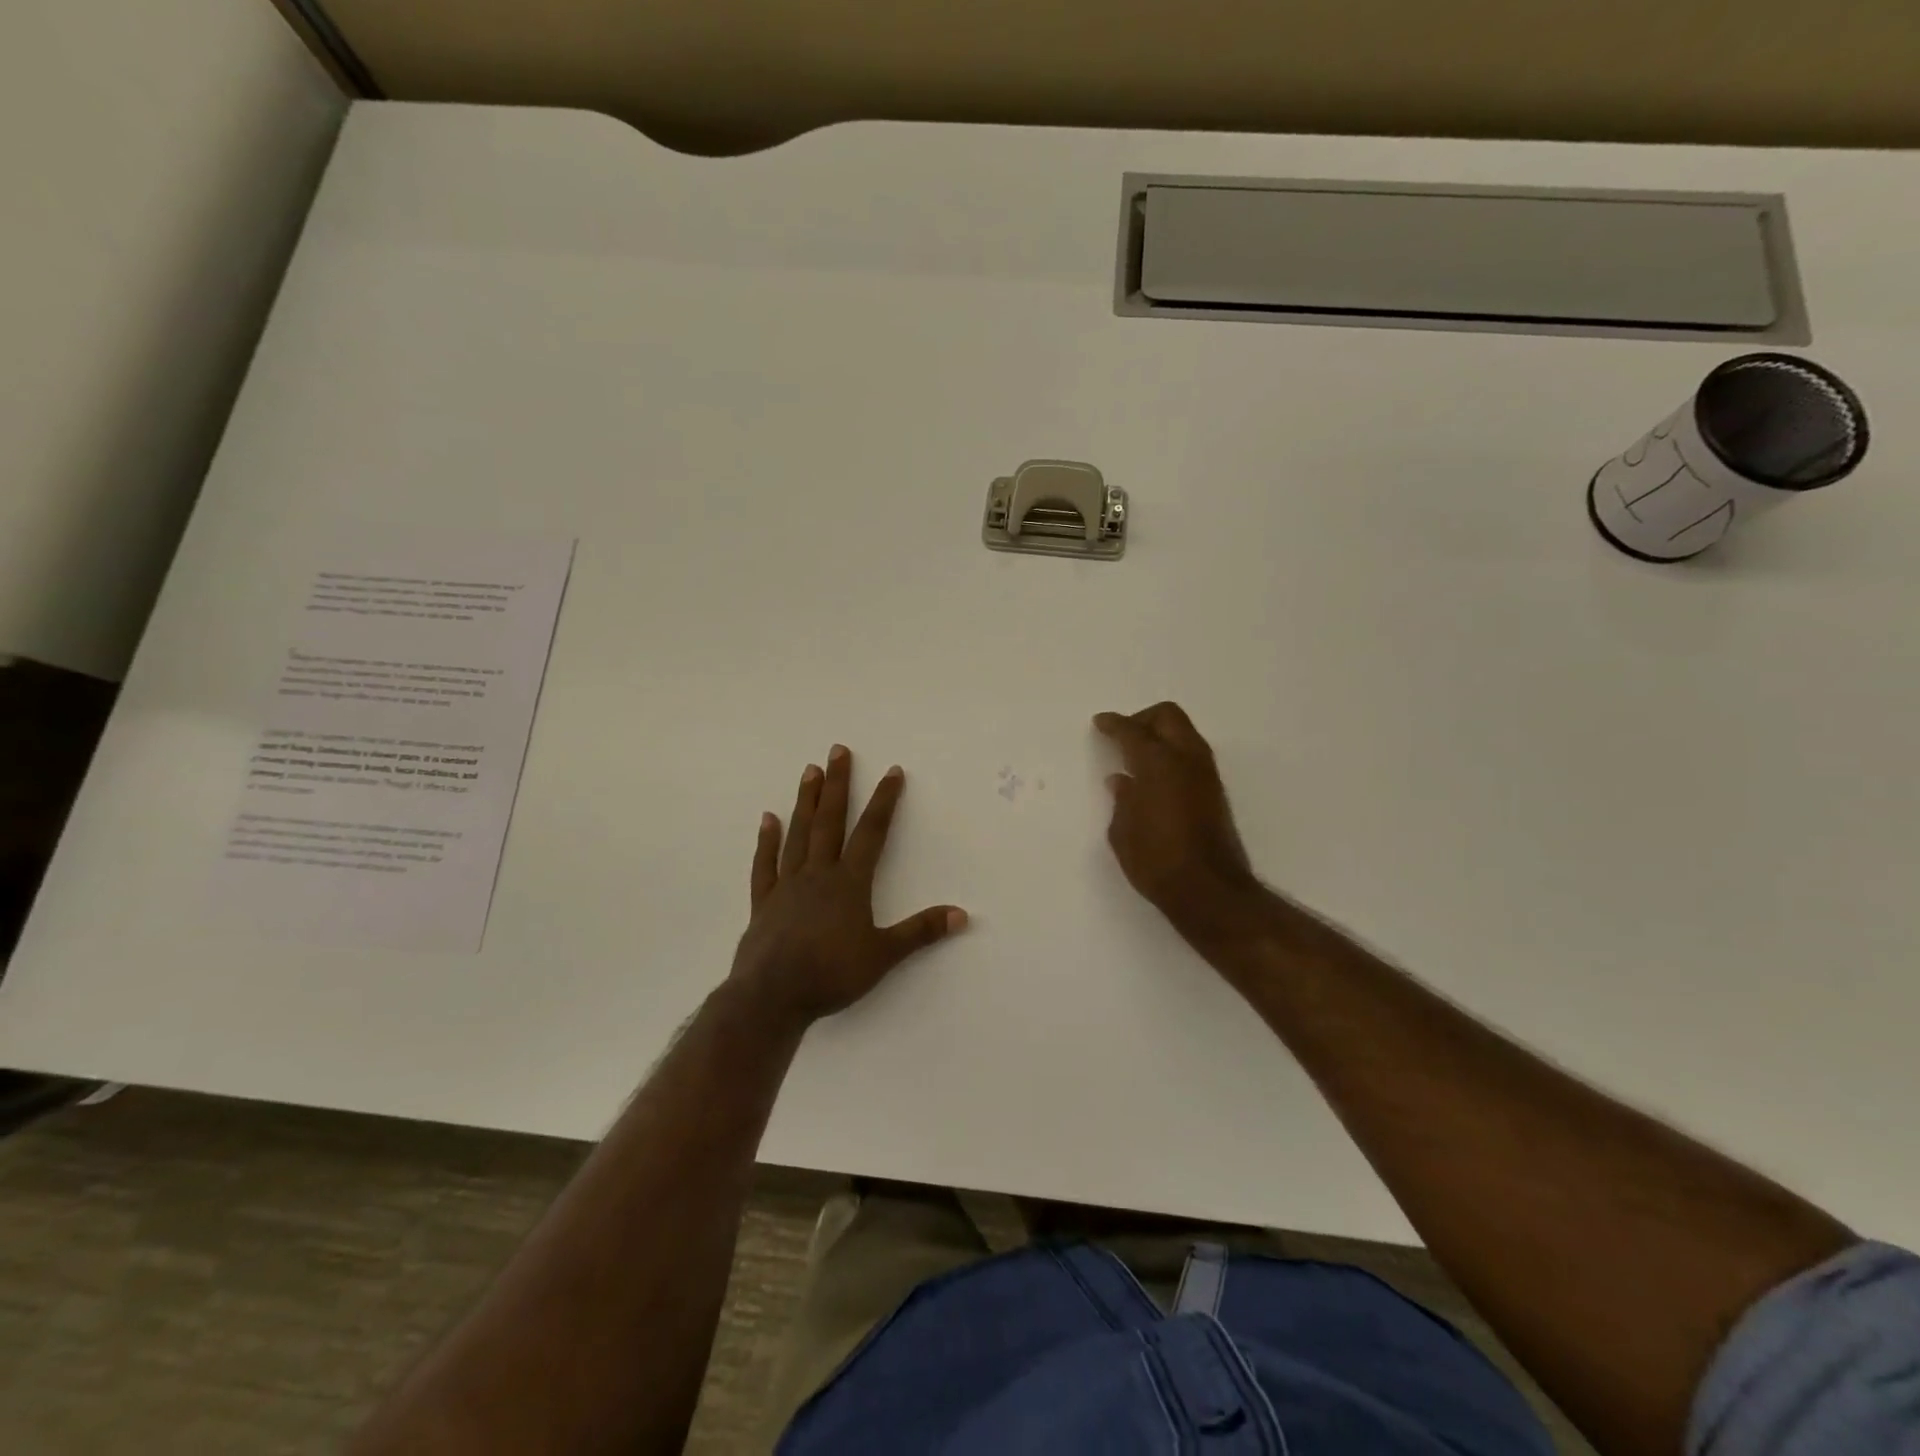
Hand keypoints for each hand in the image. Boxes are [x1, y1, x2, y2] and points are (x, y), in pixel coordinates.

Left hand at [729, 745, 966, 1026]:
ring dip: (805, 801)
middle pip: (830, 821)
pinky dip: (766, 841)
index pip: (872, 832)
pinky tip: (767, 819)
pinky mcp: (764, 902)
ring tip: (809, 771)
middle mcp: (818, 874)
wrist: (772, 997)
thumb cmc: (831, 974)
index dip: (884, 801)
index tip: (892, 771)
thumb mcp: (883, 956)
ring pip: (798, 834)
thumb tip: (962, 914)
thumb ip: (920, 932)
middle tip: (837, 751)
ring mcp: (787, 885)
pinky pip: (765, 864)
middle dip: (837, 785)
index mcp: (849, 883)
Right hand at [1095, 702, 1260, 942]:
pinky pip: (1191, 755)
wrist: (1208, 890)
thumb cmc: (1155, 860)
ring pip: (1185, 733)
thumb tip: (1122, 781)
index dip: (1113, 724)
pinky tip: (1154, 776)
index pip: (1132, 731)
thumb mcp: (1123, 831)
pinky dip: (1172, 753)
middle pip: (1168, 716)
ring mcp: (1205, 774)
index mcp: (1157, 763)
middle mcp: (1186, 759)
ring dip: (1162, 735)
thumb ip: (1122, 800)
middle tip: (1122, 734)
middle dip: (1143, 718)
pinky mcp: (1215, 792)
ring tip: (1137, 756)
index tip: (1100, 723)